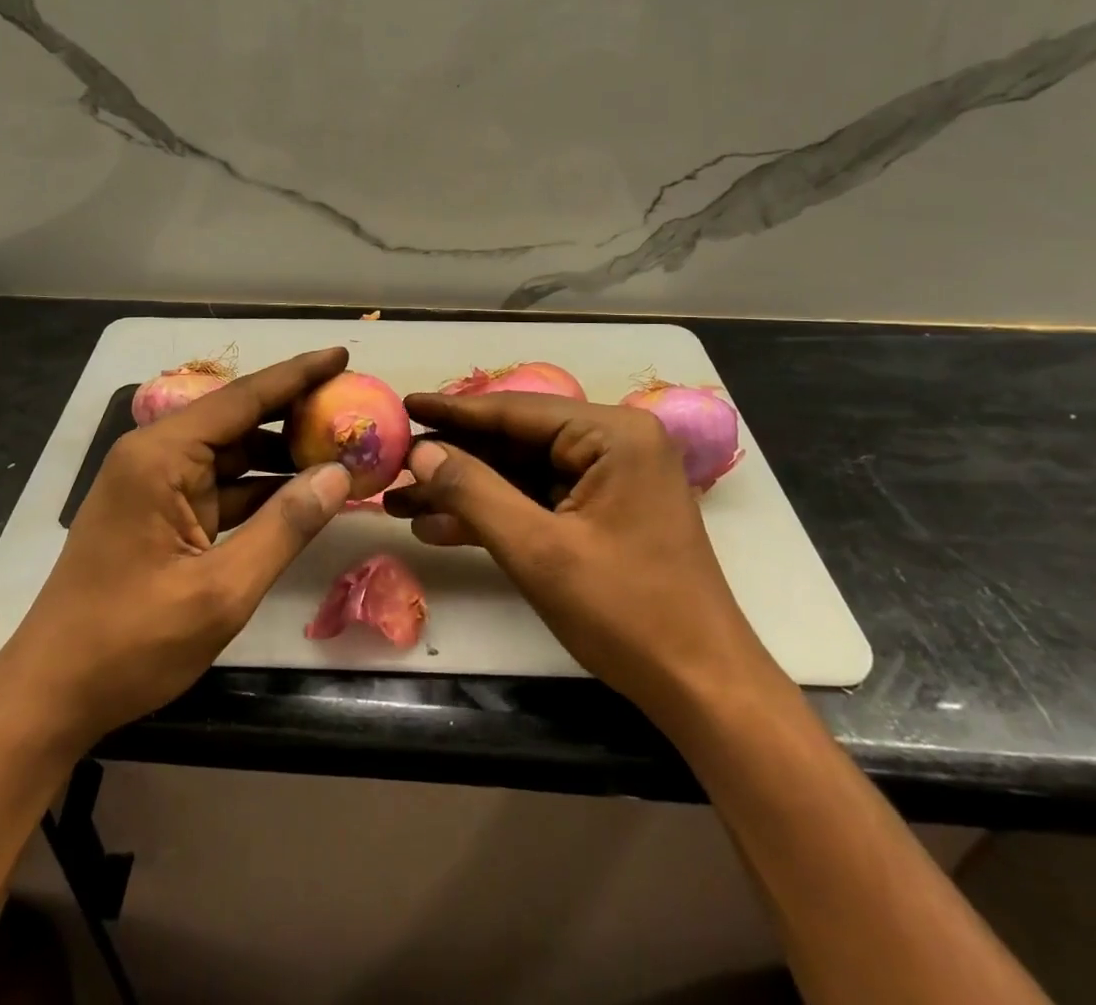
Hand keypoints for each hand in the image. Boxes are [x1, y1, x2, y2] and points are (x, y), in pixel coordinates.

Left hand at [0, 348, 353, 755]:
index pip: (242, 399)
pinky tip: (303, 494)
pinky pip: (220, 487)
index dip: (297, 375)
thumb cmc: (130, 642)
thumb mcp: (221, 591)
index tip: (341, 354)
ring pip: (231, 454)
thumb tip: (339, 475)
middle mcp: (156, 456)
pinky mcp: (160, 513)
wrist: (50, 696)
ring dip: (282, 455)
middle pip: (237, 420)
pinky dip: (260, 489)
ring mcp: (156, 485)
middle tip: (353, 406)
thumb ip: (285, 527)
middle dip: (295, 413)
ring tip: (341, 450)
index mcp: (161, 456)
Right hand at [385, 392, 772, 709]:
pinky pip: (538, 501)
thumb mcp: (539, 550)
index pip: (515, 412)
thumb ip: (474, 492)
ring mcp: (610, 480)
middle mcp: (614, 444)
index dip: (452, 411)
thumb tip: (420, 452)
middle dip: (453, 461)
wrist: (702, 690)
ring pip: (520, 474)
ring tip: (401, 503)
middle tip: (393, 466)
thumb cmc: (627, 613)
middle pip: (515, 442)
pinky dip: (494, 515)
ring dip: (466, 492)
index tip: (404, 404)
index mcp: (613, 435)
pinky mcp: (603, 514)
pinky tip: (440, 528)